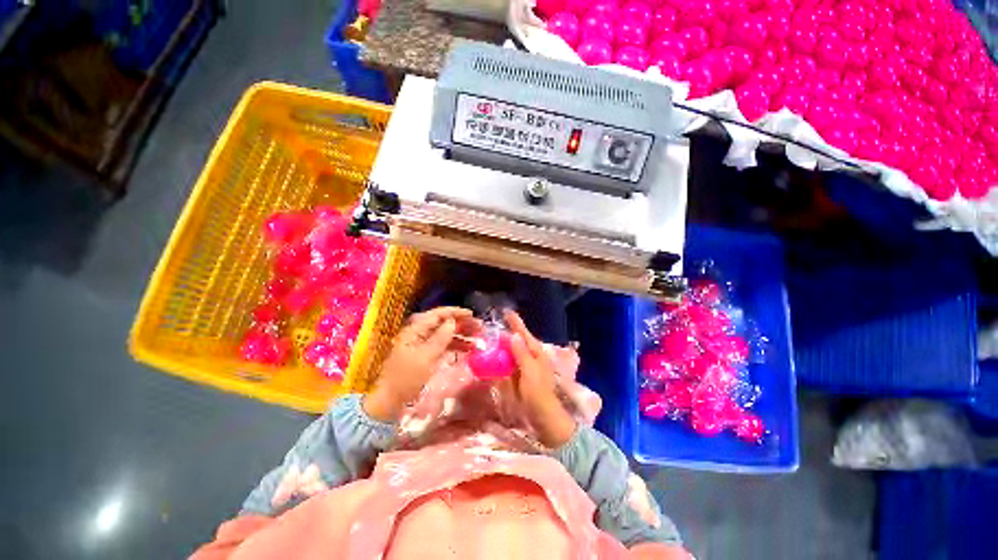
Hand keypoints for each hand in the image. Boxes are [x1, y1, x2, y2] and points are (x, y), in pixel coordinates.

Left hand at [364, 307, 476, 421]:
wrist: (391, 400)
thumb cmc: (406, 378)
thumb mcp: (425, 357)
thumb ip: (440, 338)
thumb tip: (453, 322)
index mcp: (415, 330)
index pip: (437, 314)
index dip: (455, 312)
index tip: (471, 314)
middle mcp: (419, 334)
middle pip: (443, 323)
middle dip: (461, 323)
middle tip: (478, 326)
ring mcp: (423, 344)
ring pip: (445, 334)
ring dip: (461, 335)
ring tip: (477, 338)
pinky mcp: (426, 354)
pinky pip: (444, 345)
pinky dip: (456, 345)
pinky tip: (468, 348)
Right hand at [506, 311, 576, 447]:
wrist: (544, 417)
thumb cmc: (538, 393)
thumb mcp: (530, 372)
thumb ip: (521, 353)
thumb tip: (513, 335)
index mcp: (535, 353)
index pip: (523, 334)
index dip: (515, 323)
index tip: (507, 312)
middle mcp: (530, 357)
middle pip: (517, 342)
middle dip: (507, 333)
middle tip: (494, 326)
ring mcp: (525, 368)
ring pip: (512, 352)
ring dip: (503, 346)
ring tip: (492, 339)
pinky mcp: (520, 378)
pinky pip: (509, 364)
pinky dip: (502, 360)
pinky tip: (494, 358)